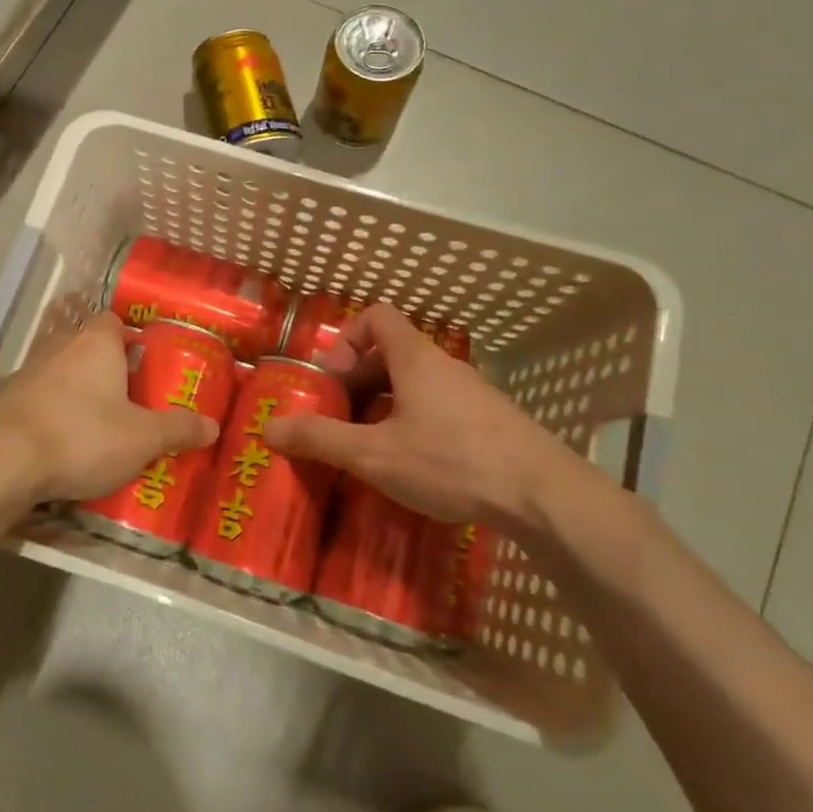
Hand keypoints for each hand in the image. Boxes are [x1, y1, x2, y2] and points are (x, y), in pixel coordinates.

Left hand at [0, 313, 219, 502]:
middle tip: (128, 396)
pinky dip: (52, 412)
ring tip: (98, 421)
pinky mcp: (6, 400)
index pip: (114, 320)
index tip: (144, 362)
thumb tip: (213, 426)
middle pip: (87, 345)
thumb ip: (178, 429)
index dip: (130, 337)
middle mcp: (60, 346)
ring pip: (60, 371)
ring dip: (76, 389)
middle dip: (105, 366)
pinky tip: (63, 440)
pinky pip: (39, 398)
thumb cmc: (83, 435)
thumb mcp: (142, 438)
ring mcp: (28, 371)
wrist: (4, 460)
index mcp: (97, 342)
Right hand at [261, 303, 580, 530]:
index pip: (377, 315)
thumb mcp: (375, 455)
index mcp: (415, 359)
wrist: (544, 496)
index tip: (334, 377)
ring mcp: (472, 393)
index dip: (347, 337)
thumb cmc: (452, 462)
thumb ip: (321, 439)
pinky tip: (414, 464)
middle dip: (359, 379)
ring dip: (386, 404)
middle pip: (393, 351)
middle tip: (342, 417)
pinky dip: (415, 421)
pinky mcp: (490, 421)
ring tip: (372, 445)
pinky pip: (440, 406)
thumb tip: (269, 427)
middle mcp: (444, 366)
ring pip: (416, 382)